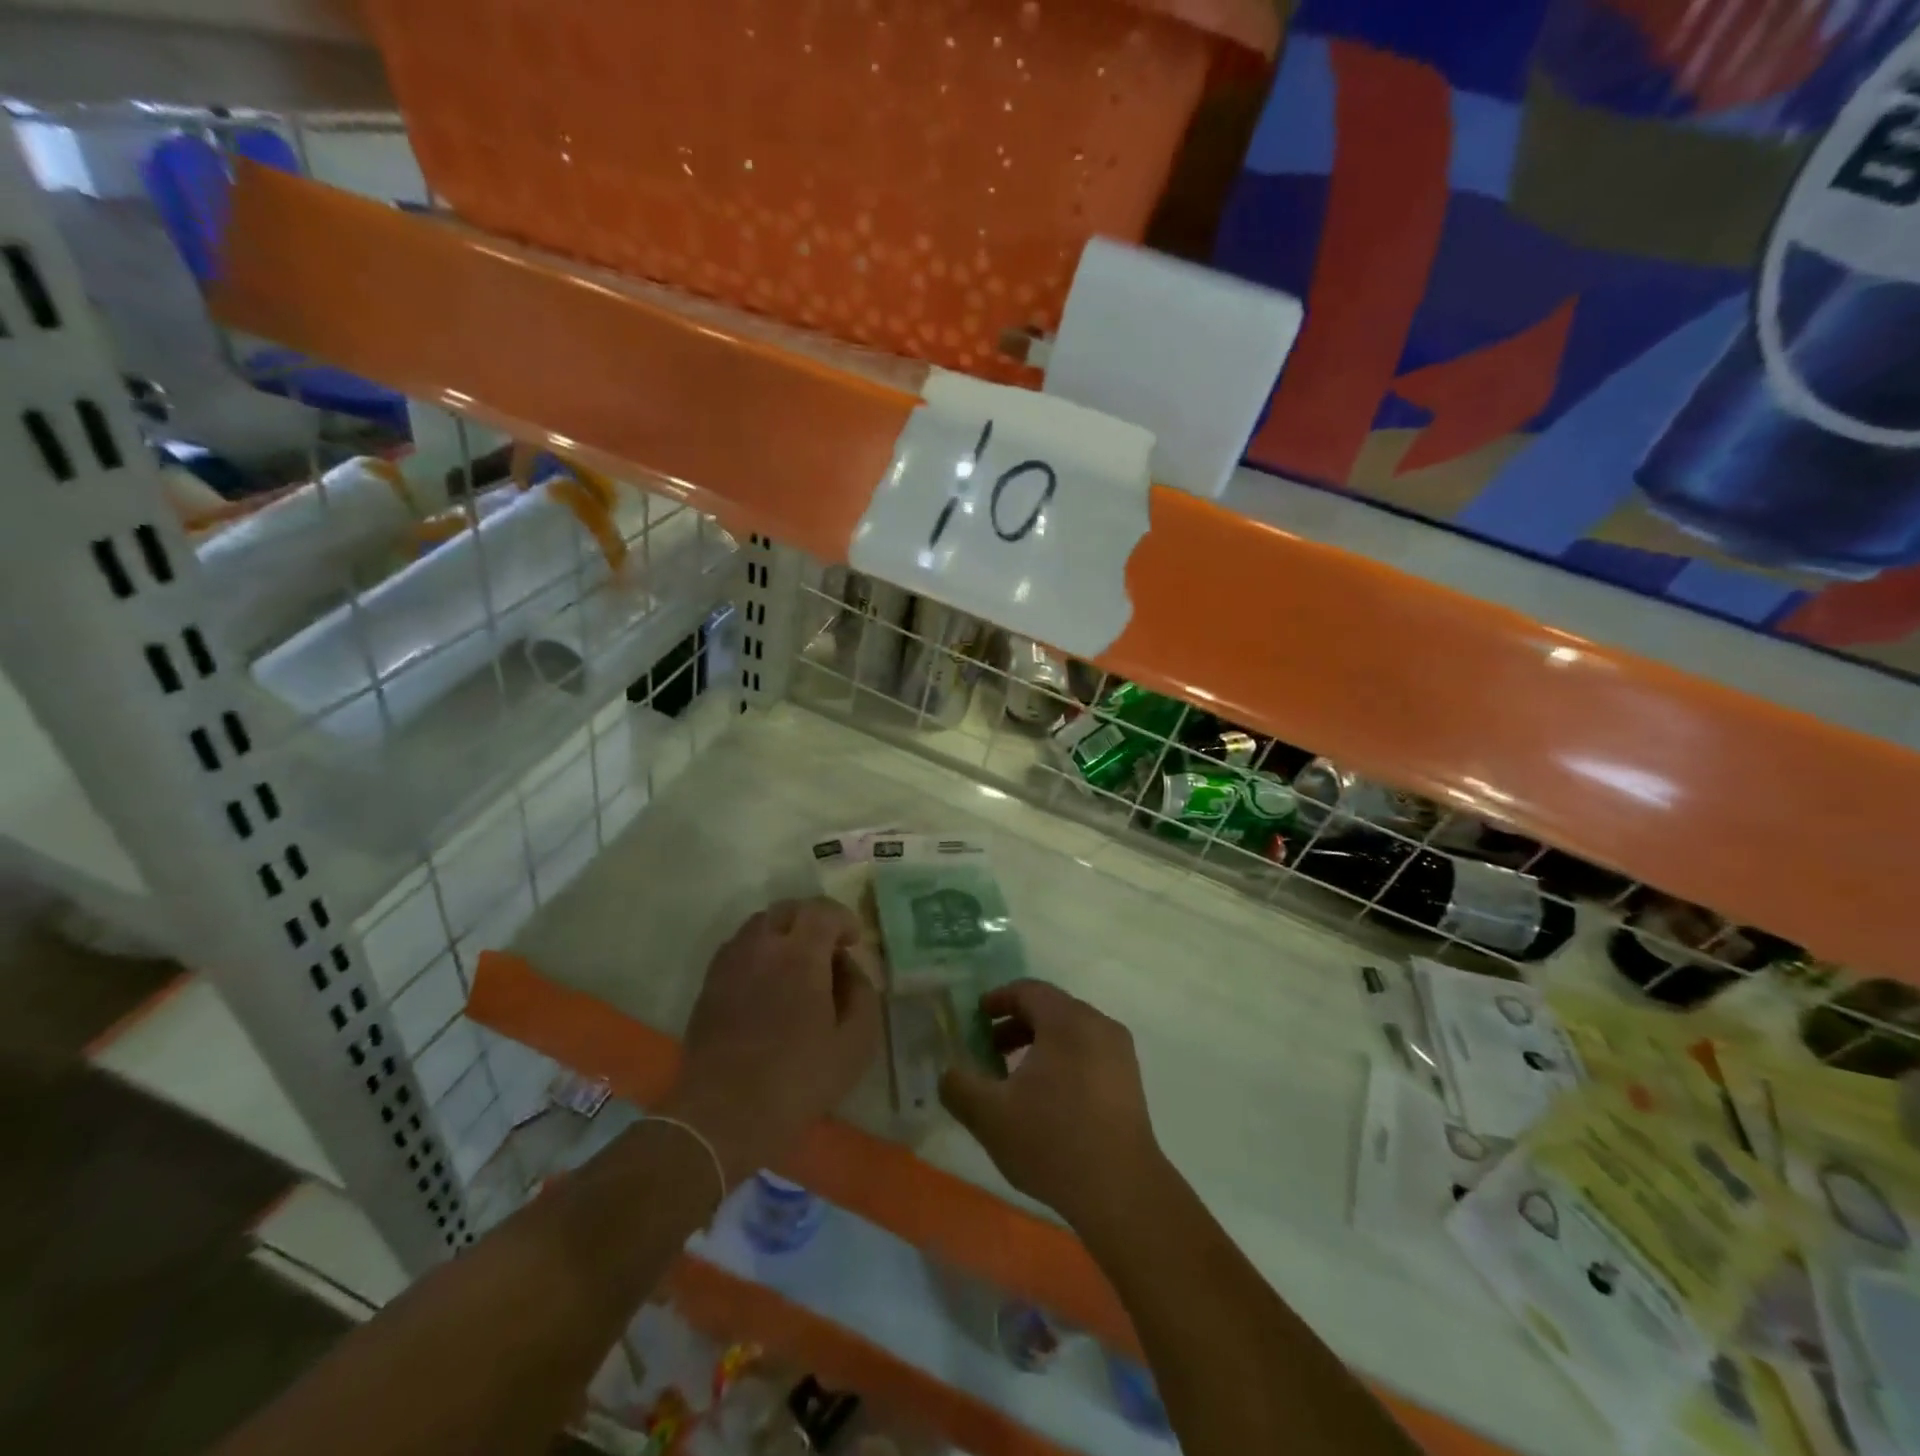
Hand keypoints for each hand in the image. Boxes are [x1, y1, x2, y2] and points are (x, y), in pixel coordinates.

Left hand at [665, 899, 880, 1183]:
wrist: (723, 1116)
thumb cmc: (797, 1080)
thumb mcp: (855, 1044)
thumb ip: (862, 994)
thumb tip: (849, 968)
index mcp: (800, 954)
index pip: (822, 911)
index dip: (843, 919)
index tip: (853, 942)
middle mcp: (761, 946)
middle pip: (788, 909)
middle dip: (812, 919)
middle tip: (828, 947)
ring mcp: (730, 963)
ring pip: (759, 925)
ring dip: (783, 933)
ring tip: (797, 964)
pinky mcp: (709, 984)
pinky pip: (738, 949)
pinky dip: (759, 951)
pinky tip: (768, 984)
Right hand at [939, 980, 1163, 1232]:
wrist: (1122, 1192)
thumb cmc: (1052, 1141)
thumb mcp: (990, 1116)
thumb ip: (959, 1087)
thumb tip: (948, 1073)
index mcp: (1067, 1020)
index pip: (1029, 990)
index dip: (999, 999)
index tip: (977, 1017)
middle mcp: (1098, 1025)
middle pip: (1051, 1009)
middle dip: (1016, 1025)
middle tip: (989, 1050)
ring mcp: (1119, 1053)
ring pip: (1071, 1033)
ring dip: (1039, 1045)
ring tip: (1013, 1079)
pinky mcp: (1130, 1081)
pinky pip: (1089, 1053)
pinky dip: (1063, 1060)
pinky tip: (1047, 1099)